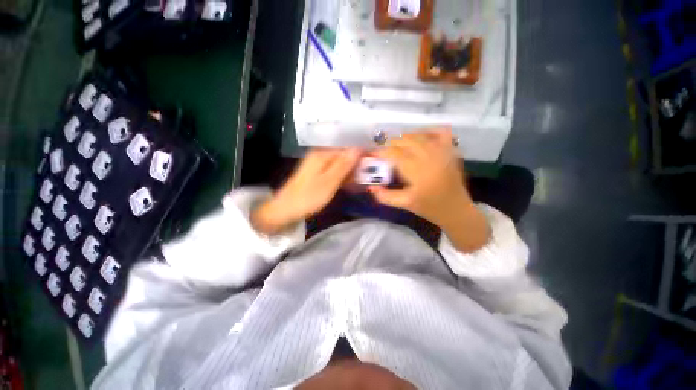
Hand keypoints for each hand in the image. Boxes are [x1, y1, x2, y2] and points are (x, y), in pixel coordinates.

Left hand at [252, 148, 360, 234]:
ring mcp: (318, 165)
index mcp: (323, 154)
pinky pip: (334, 172)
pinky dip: (342, 178)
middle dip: (356, 165)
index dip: (361, 154)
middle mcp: (320, 156)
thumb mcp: (330, 181)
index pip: (347, 148)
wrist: (286, 210)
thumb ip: (344, 164)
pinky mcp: (317, 174)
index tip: (373, 164)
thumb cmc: (309, 196)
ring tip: (362, 183)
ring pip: (340, 165)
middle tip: (369, 177)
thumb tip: (358, 147)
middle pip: (344, 156)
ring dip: (351, 173)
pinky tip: (350, 185)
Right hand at [369, 128, 488, 251]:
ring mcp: (442, 151)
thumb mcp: (404, 204)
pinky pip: (439, 132)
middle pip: (405, 140)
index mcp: (417, 171)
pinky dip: (427, 131)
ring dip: (404, 138)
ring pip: (419, 135)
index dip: (381, 152)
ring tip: (397, 147)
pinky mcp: (450, 150)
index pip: (394, 153)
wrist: (456, 209)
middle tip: (384, 153)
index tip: (373, 156)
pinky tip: (419, 138)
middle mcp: (430, 157)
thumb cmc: (429, 207)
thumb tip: (371, 187)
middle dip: (390, 144)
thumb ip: (385, 196)